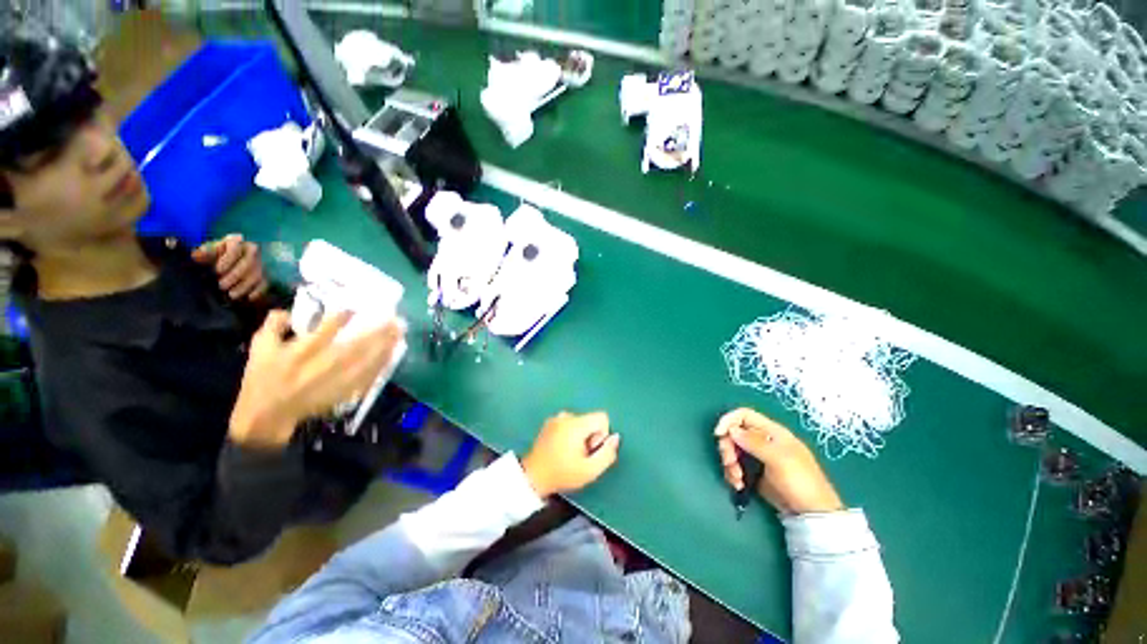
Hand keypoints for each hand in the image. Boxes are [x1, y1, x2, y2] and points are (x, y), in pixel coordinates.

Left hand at [192, 233, 268, 300]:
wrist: (240, 257)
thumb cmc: (222, 252)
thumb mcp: (213, 248)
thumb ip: (205, 252)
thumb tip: (195, 256)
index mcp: (238, 241)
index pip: (235, 249)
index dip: (227, 260)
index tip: (217, 271)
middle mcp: (253, 251)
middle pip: (248, 264)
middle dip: (234, 276)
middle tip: (222, 286)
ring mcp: (263, 263)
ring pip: (257, 275)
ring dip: (245, 286)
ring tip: (232, 295)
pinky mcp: (269, 275)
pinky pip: (266, 283)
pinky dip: (259, 291)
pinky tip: (249, 297)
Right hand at [228, 310, 405, 449]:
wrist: (269, 415)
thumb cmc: (263, 379)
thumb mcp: (259, 349)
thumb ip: (273, 325)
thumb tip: (288, 309)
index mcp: (302, 353)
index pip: (326, 330)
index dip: (343, 317)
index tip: (357, 307)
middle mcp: (324, 366)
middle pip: (358, 346)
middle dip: (379, 332)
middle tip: (395, 319)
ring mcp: (338, 381)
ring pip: (368, 361)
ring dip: (386, 346)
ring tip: (399, 333)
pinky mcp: (345, 392)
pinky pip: (368, 376)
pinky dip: (382, 364)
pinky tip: (392, 354)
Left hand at [521, 411, 620, 497]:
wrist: (533, 476)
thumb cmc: (562, 474)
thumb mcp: (590, 471)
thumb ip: (607, 454)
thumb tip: (615, 438)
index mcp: (576, 424)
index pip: (602, 417)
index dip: (602, 434)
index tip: (591, 449)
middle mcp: (566, 416)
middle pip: (591, 420)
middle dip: (591, 436)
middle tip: (580, 455)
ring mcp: (556, 418)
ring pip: (581, 422)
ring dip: (580, 436)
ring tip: (570, 453)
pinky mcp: (550, 422)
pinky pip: (569, 423)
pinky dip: (570, 434)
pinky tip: (561, 449)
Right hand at [714, 408, 842, 514]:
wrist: (812, 514)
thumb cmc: (800, 482)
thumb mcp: (779, 460)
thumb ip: (755, 442)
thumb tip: (731, 430)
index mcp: (772, 432)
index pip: (744, 415)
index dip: (728, 421)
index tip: (719, 435)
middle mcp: (763, 440)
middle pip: (734, 433)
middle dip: (728, 448)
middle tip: (729, 464)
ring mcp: (758, 457)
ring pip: (732, 450)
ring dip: (729, 464)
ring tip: (737, 480)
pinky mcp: (754, 472)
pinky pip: (736, 466)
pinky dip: (733, 474)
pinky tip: (739, 485)